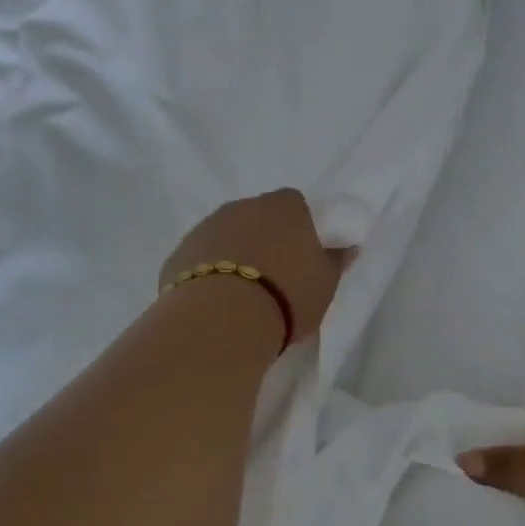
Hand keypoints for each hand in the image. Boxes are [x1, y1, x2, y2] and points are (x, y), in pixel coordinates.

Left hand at [160, 189, 350, 346]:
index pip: (296, 204)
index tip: (304, 255)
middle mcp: (243, 206)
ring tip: (244, 294)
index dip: (301, 228)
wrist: (221, 321)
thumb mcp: (326, 283)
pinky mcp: (178, 254)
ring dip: (235, 254)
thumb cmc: (287, 296)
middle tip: (276, 276)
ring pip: (227, 236)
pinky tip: (217, 302)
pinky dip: (209, 273)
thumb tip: (346, 247)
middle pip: (259, 217)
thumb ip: (336, 261)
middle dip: (266, 239)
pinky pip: (201, 259)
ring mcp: (206, 227)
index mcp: (285, 206)